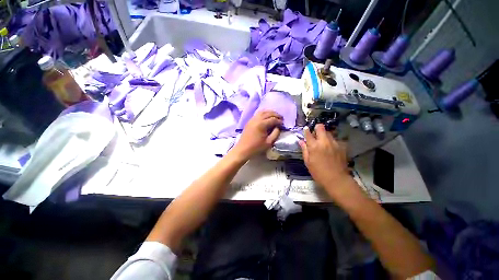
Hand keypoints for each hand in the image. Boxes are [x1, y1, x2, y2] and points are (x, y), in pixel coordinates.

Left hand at [232, 110, 282, 159]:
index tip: (283, 124)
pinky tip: (267, 117)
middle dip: (276, 114)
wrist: (243, 149)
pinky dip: (264, 113)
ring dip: (270, 112)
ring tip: (275, 116)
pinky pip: (258, 113)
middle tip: (281, 118)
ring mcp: (252, 119)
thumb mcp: (269, 142)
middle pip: (268, 113)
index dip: (279, 121)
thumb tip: (278, 127)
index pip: (273, 119)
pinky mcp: (249, 121)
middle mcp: (256, 119)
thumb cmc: (256, 147)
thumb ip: (275, 133)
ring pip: (262, 111)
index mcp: (261, 124)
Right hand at [299, 124, 349, 189]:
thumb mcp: (308, 162)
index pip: (308, 133)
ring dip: (324, 135)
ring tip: (323, 142)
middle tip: (315, 134)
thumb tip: (301, 141)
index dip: (306, 130)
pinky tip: (331, 149)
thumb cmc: (318, 172)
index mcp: (314, 146)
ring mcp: (334, 143)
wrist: (337, 179)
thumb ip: (304, 149)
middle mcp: (324, 141)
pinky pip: (335, 140)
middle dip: (317, 128)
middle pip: (321, 127)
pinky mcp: (342, 146)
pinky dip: (331, 141)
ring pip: (329, 133)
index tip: (306, 129)